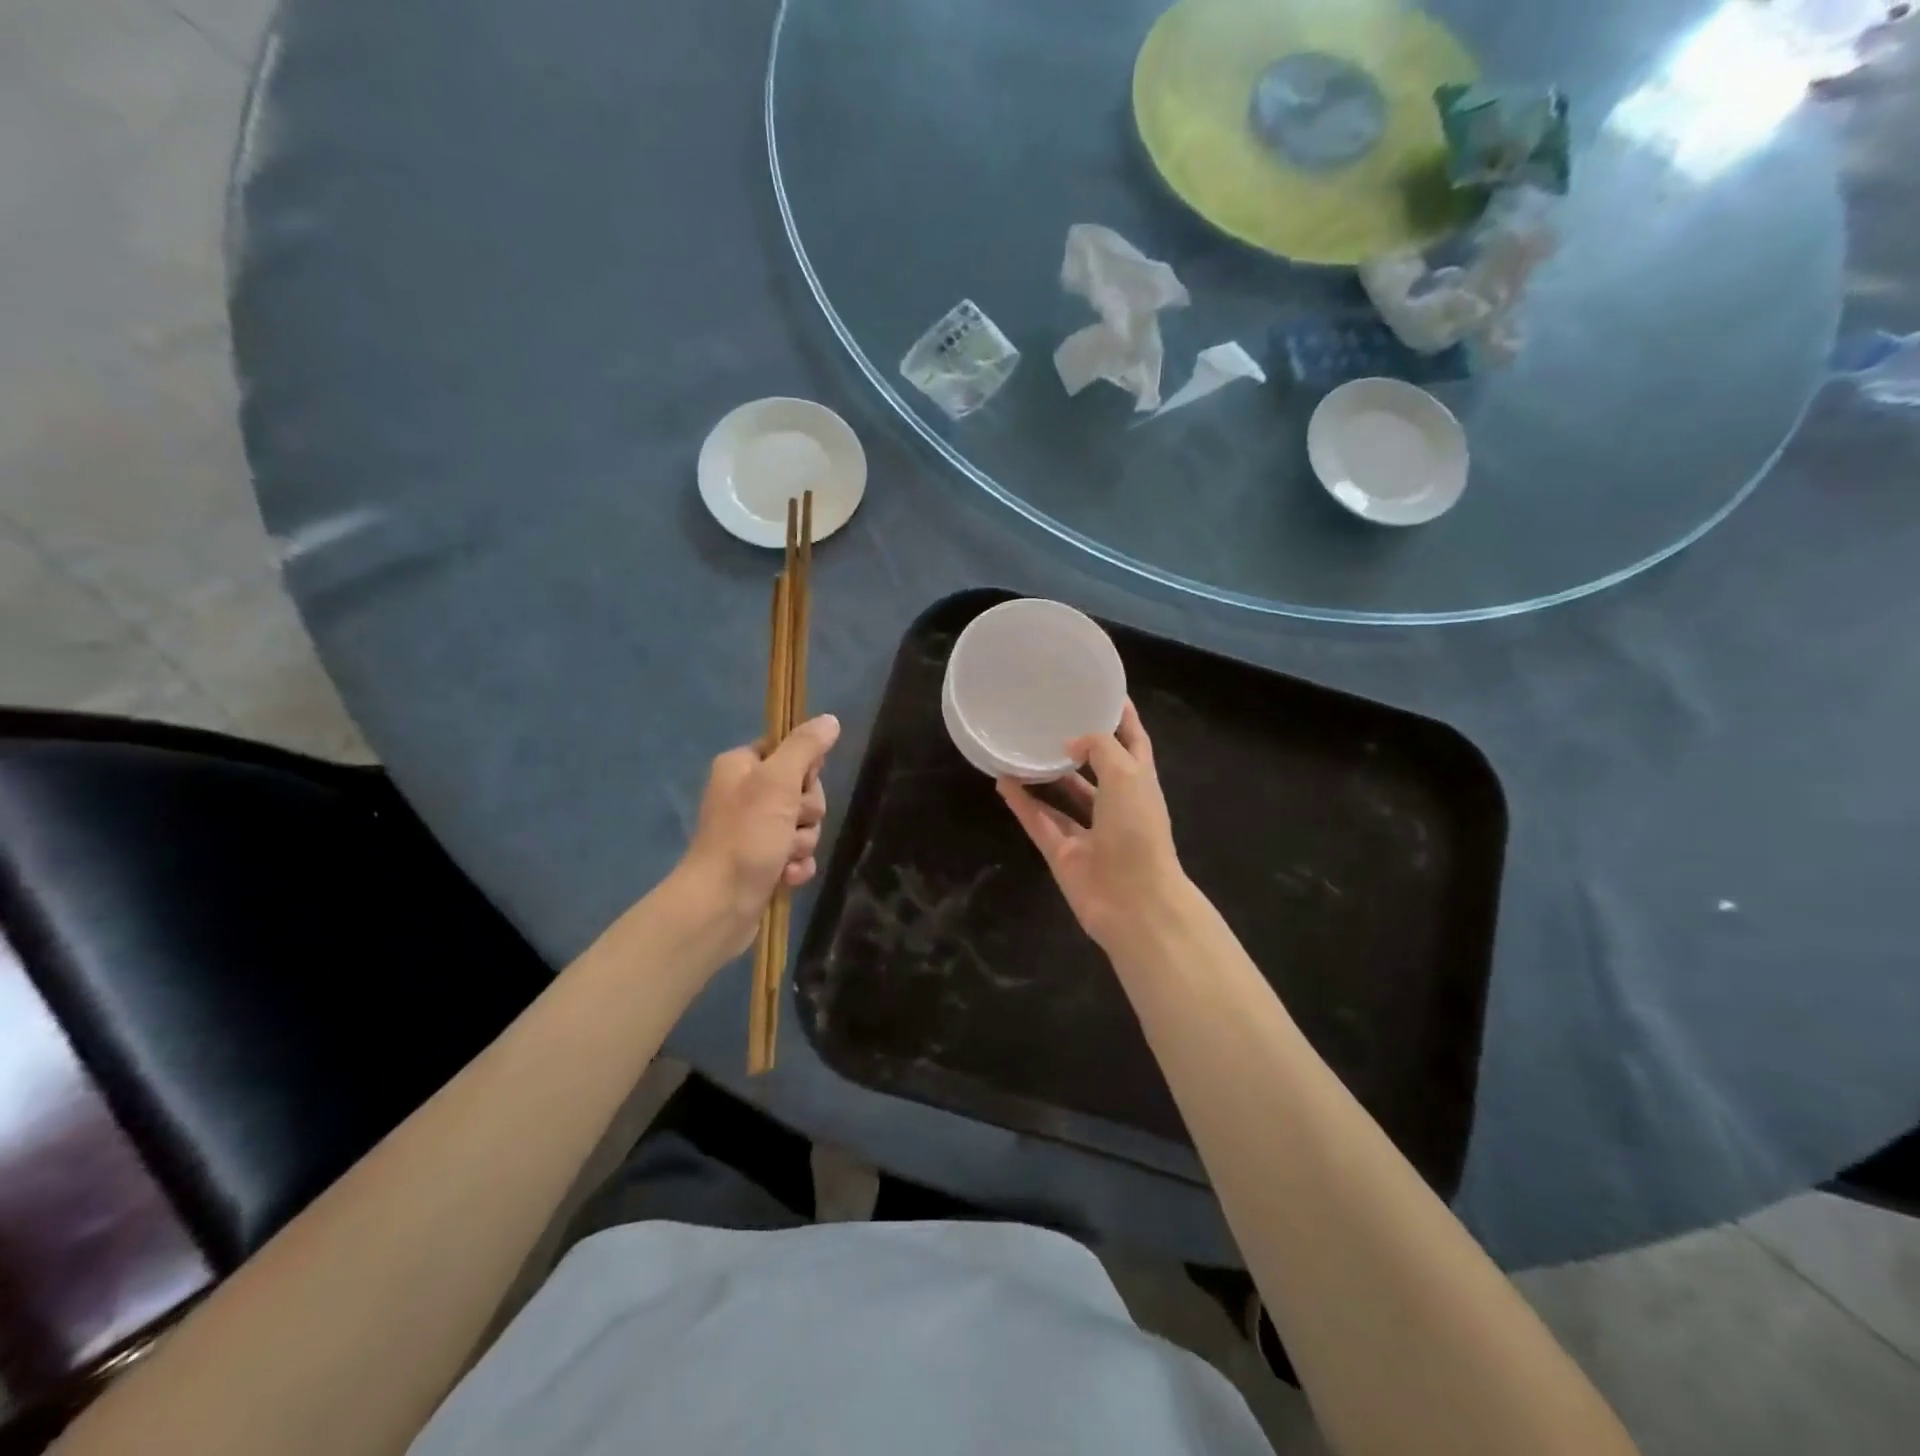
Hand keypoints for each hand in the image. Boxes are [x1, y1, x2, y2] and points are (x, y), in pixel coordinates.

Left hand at [678, 715, 838, 955]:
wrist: (720, 905)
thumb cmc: (746, 836)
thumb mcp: (778, 782)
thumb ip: (805, 748)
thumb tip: (830, 719)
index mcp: (741, 767)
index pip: (790, 751)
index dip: (804, 771)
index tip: (799, 786)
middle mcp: (746, 794)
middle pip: (803, 790)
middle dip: (806, 813)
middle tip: (790, 825)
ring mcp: (754, 831)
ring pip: (804, 825)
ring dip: (802, 842)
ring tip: (783, 857)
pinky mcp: (763, 862)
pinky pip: (798, 854)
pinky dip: (796, 865)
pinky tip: (785, 876)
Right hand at [997, 701, 1187, 953]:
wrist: (1134, 902)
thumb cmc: (1138, 831)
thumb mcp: (1127, 775)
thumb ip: (1100, 748)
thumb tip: (1071, 743)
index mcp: (1140, 783)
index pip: (1133, 742)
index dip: (1123, 717)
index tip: (1103, 692)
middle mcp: (1115, 804)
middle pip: (1096, 769)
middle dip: (1078, 746)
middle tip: (1048, 718)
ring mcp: (1089, 831)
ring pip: (1063, 796)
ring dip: (1044, 774)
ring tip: (1019, 747)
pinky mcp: (1063, 853)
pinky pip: (1039, 821)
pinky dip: (1022, 803)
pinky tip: (1002, 781)